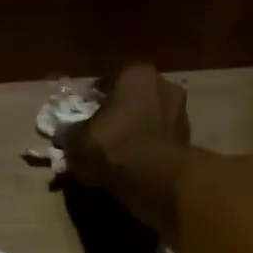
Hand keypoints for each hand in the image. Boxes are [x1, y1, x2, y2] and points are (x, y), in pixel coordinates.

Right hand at [62, 63, 190, 236]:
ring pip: (150, 118)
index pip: (110, 79)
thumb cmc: (113, 146)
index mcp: (136, 74)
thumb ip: (70, 133)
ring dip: (137, 130)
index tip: (84, 112)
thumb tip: (65, 133)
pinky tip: (134, 164)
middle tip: (102, 130)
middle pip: (135, 96)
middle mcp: (163, 84)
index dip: (94, 96)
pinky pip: (160, 139)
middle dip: (120, 111)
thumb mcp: (77, 140)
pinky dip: (149, 148)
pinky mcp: (188, 139)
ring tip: (119, 151)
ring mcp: (181, 112)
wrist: (155, 178)